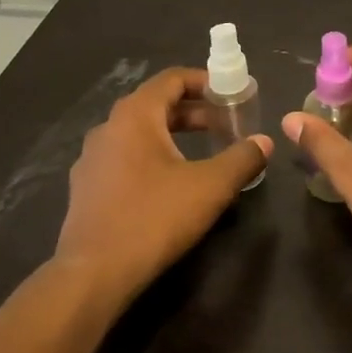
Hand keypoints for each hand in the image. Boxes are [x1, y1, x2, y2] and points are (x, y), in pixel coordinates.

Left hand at [55, 68, 271, 297]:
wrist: (93, 273)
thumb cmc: (155, 218)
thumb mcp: (211, 187)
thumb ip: (242, 158)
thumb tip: (264, 142)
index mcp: (134, 116)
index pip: (171, 79)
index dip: (205, 81)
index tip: (231, 94)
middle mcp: (108, 128)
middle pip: (156, 105)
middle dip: (194, 112)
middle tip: (226, 125)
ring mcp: (92, 159)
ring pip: (139, 133)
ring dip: (174, 135)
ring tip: (203, 153)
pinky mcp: (87, 188)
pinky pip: (125, 158)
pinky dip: (153, 157)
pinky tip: (171, 184)